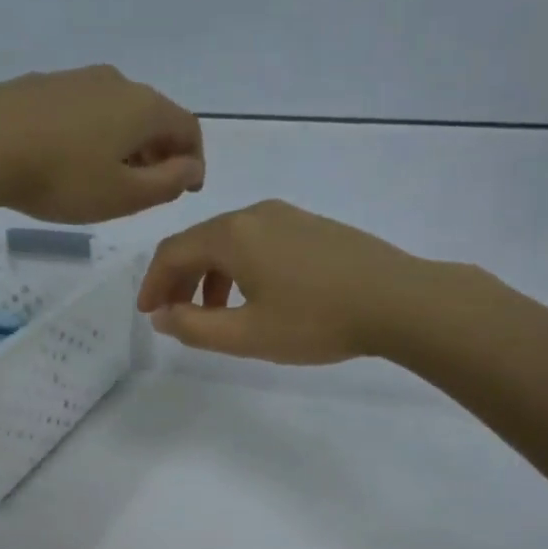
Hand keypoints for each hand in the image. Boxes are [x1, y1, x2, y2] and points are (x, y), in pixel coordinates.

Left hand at [0, 65, 203, 224]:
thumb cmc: (61, 178)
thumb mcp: (123, 195)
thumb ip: (167, 183)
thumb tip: (192, 168)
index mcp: (143, 107)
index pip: (188, 128)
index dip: (194, 160)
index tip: (186, 189)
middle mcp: (116, 82)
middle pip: (153, 116)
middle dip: (160, 152)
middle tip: (150, 189)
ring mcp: (76, 78)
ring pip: (118, 111)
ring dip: (126, 143)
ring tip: (109, 178)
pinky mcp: (42, 85)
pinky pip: (85, 110)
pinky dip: (95, 134)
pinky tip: (72, 159)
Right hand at [137, 200, 420, 363]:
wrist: (399, 300)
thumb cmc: (316, 320)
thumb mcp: (247, 335)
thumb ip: (195, 327)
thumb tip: (162, 315)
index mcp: (233, 235)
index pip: (173, 251)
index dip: (153, 283)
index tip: (148, 314)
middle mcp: (255, 214)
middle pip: (200, 242)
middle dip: (180, 279)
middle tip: (175, 315)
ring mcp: (288, 216)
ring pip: (231, 242)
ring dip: (211, 276)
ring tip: (216, 315)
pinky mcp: (312, 226)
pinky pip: (259, 242)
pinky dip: (240, 268)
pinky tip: (256, 297)